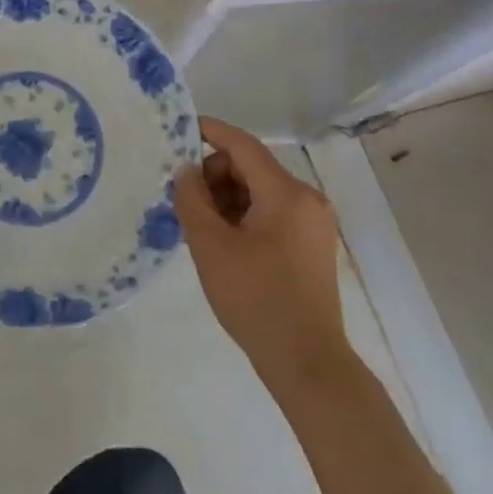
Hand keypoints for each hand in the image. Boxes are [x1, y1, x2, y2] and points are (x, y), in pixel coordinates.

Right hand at [175, 117, 351, 401]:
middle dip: (215, 176)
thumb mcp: (211, 247)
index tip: (179, 129)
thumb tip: (186, 171)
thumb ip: (192, 200)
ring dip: (228, 198)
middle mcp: (306, 199)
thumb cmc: (256, 300)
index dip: (210, 132)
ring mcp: (313, 223)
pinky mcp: (312, 244)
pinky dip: (245, 215)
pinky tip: (224, 240)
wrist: (307, 363)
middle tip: (186, 202)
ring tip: (202, 227)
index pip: (243, 146)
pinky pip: (272, 212)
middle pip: (251, 167)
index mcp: (286, 194)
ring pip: (260, 190)